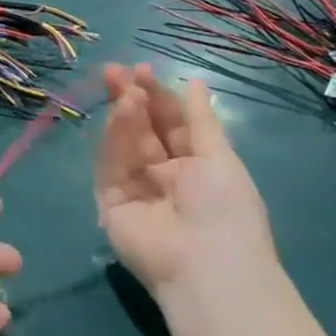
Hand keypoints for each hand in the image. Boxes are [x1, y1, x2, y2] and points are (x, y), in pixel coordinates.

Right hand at [94, 63, 278, 296]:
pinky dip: (114, 138)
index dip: (158, 97)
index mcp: (194, 166)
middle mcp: (162, 175)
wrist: (205, 265)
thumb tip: (195, 83)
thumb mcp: (219, 157)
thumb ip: (199, 120)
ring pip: (124, 143)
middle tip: (115, 71)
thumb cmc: (225, 209)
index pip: (170, 124)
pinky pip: (110, 164)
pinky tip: (121, 113)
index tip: (142, 70)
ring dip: (124, 114)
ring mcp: (134, 187)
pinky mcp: (110, 201)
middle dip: (130, 99)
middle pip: (141, 130)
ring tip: (124, 88)